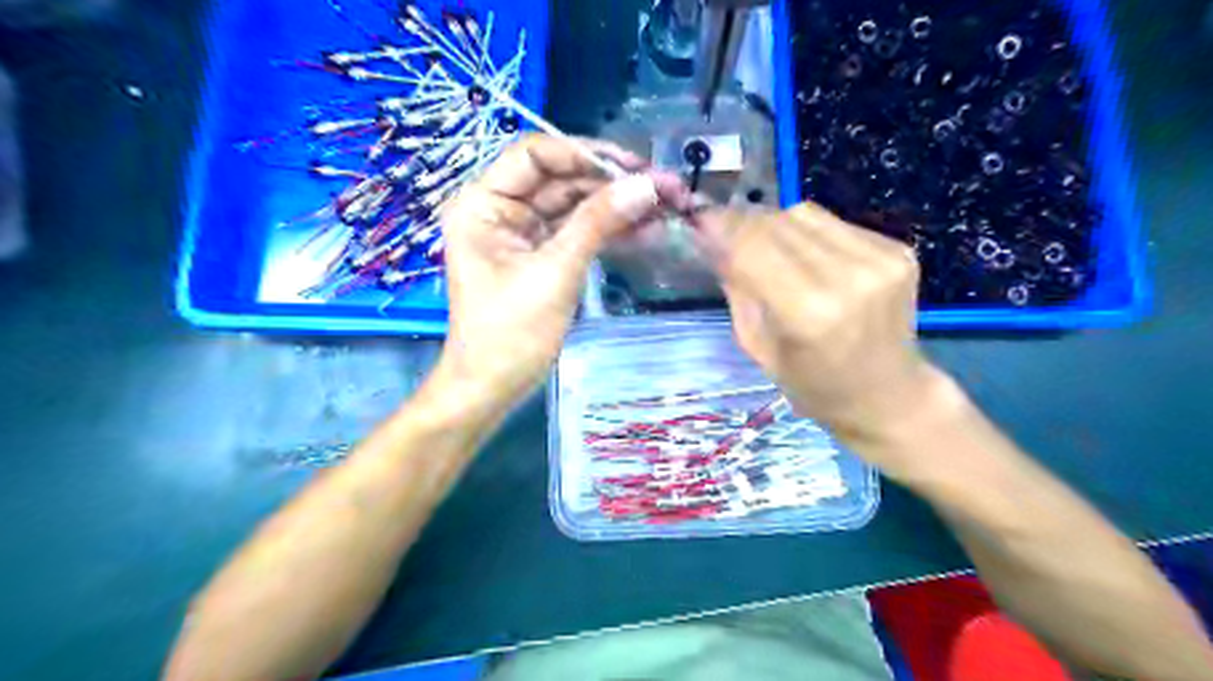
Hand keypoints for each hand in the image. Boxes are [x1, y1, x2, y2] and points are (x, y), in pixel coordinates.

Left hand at [435, 132, 686, 409]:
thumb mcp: (555, 273)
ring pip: (573, 205)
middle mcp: (500, 210)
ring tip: (663, 206)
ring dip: (615, 205)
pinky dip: (608, 231)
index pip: (534, 154)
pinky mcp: (541, 256)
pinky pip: (577, 232)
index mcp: (483, 204)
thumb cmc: (510, 334)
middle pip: (559, 179)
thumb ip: (597, 223)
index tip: (631, 164)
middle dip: (609, 181)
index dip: (583, 153)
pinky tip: (644, 229)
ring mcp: (522, 234)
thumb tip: (645, 185)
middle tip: (660, 186)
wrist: (493, 388)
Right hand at [693, 203, 946, 447]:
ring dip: (776, 225)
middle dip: (743, 224)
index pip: (753, 247)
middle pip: (777, 223)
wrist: (888, 395)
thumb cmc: (814, 386)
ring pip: (804, 214)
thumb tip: (713, 242)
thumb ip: (737, 290)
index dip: (722, 228)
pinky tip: (810, 260)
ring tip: (771, 251)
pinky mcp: (898, 250)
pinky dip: (810, 234)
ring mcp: (880, 260)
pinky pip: (835, 223)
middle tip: (726, 235)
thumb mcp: (759, 347)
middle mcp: (849, 277)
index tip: (699, 221)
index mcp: (809, 314)